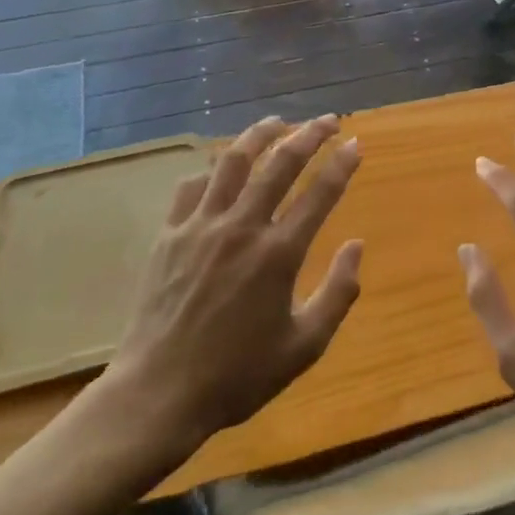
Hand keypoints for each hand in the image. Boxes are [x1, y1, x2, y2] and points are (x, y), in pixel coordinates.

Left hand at [95, 116, 363, 448]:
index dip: (342, 164)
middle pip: (281, 163)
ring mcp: (202, 226)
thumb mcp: (303, 347)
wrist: (158, 394)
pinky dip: (212, 170)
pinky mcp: (170, 233)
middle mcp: (243, 228)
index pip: (320, 194)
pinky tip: (221, 168)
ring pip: (233, 160)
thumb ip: (338, 294)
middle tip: (328, 121)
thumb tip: (357, 246)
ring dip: (260, 135)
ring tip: (277, 122)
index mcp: (278, 255)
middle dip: (310, 134)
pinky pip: (192, 185)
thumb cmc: (236, 376)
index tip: (356, 143)